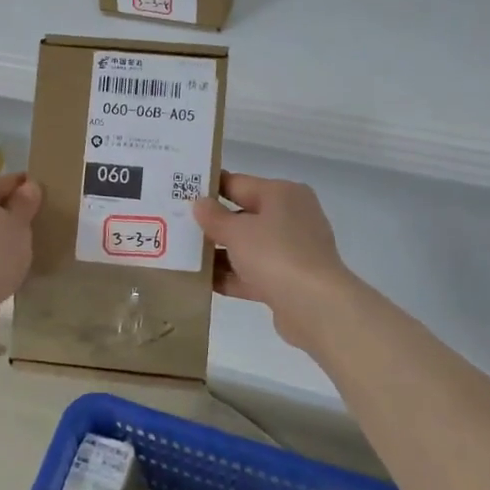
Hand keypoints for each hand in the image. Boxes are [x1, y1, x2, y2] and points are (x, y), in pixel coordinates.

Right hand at [193, 172, 360, 348]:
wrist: (315, 306)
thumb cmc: (275, 254)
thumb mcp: (237, 231)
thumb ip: (214, 217)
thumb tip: (200, 203)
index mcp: (282, 194)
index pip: (238, 183)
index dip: (208, 188)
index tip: (178, 193)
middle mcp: (290, 217)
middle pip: (242, 215)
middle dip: (211, 224)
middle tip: (174, 227)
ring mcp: (290, 250)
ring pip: (246, 247)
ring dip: (218, 253)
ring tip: (181, 257)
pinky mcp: (287, 280)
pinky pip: (251, 273)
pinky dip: (230, 276)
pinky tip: (200, 282)